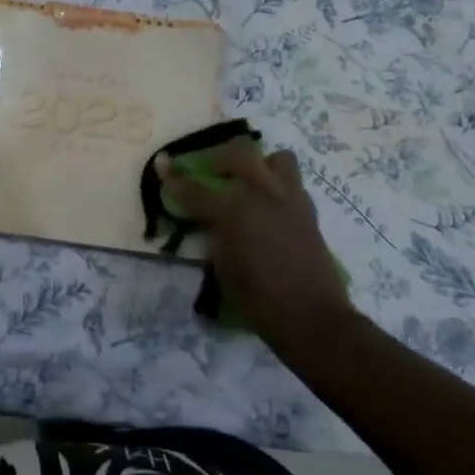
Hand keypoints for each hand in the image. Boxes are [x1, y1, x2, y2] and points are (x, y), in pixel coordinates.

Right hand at [155, 139, 355, 343]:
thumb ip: (214, 237)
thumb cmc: (259, 300)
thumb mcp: (222, 269)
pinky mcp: (309, 212)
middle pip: (238, 155)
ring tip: (249, 180)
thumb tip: (209, 223)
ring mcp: (289, 200)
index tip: (163, 165)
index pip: (195, 189)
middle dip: (218, 157)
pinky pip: (293, 183)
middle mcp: (262, 196)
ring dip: (259, 164)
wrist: (312, 318)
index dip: (175, 178)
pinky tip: (269, 205)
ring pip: (277, 159)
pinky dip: (278, 186)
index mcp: (234, 212)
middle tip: (208, 169)